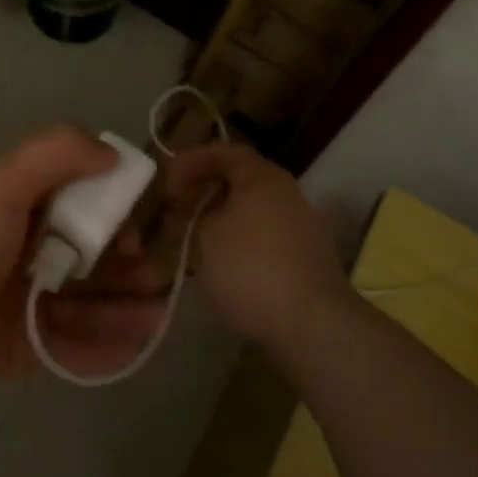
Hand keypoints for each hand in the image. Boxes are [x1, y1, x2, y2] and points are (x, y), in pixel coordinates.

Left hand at [0, 123, 172, 401]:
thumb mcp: (4, 184)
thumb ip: (56, 153)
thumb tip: (115, 154)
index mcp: (24, 209)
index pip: (84, 205)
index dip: (118, 215)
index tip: (141, 228)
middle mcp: (28, 252)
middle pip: (91, 258)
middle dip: (129, 267)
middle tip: (160, 280)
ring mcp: (26, 302)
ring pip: (87, 303)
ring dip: (125, 308)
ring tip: (158, 317)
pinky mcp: (22, 347)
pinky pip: (71, 346)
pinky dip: (103, 348)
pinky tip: (134, 348)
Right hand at [161, 142, 352, 349]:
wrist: (311, 324)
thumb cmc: (250, 268)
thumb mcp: (204, 237)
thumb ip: (190, 217)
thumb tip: (188, 214)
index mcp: (263, 178)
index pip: (225, 152)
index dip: (192, 161)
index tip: (166, 180)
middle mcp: (287, 194)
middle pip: (238, 182)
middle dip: (202, 194)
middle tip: (174, 212)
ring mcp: (301, 227)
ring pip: (249, 213)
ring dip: (217, 221)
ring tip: (189, 242)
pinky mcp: (305, 259)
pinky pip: (262, 238)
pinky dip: (236, 243)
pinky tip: (217, 266)